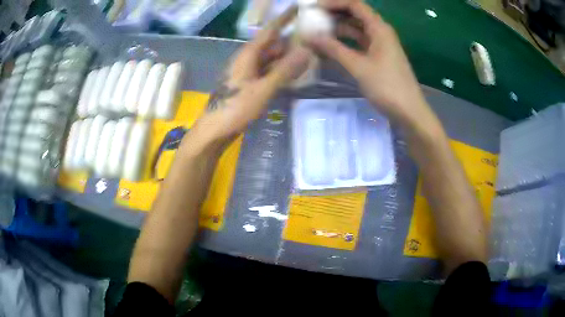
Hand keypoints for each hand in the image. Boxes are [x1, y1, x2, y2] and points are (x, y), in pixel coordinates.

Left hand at [198, 7, 310, 142]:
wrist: (214, 130)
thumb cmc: (235, 108)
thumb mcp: (262, 89)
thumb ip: (284, 70)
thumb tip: (306, 51)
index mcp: (248, 55)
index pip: (270, 30)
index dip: (284, 18)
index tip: (298, 8)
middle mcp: (248, 59)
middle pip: (273, 44)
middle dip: (292, 41)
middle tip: (314, 39)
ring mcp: (248, 72)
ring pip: (271, 58)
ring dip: (288, 57)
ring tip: (309, 55)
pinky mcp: (249, 84)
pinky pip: (268, 71)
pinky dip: (281, 70)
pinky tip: (294, 74)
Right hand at [306, 0, 432, 125]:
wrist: (409, 112)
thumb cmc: (387, 87)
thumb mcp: (359, 67)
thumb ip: (334, 49)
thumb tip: (309, 36)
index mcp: (379, 28)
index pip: (354, 4)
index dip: (333, 3)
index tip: (312, 8)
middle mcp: (380, 32)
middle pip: (354, 15)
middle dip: (332, 15)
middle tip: (309, 20)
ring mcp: (379, 45)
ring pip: (355, 30)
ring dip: (336, 30)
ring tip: (314, 33)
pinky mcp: (378, 57)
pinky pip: (358, 43)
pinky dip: (344, 43)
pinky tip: (328, 48)